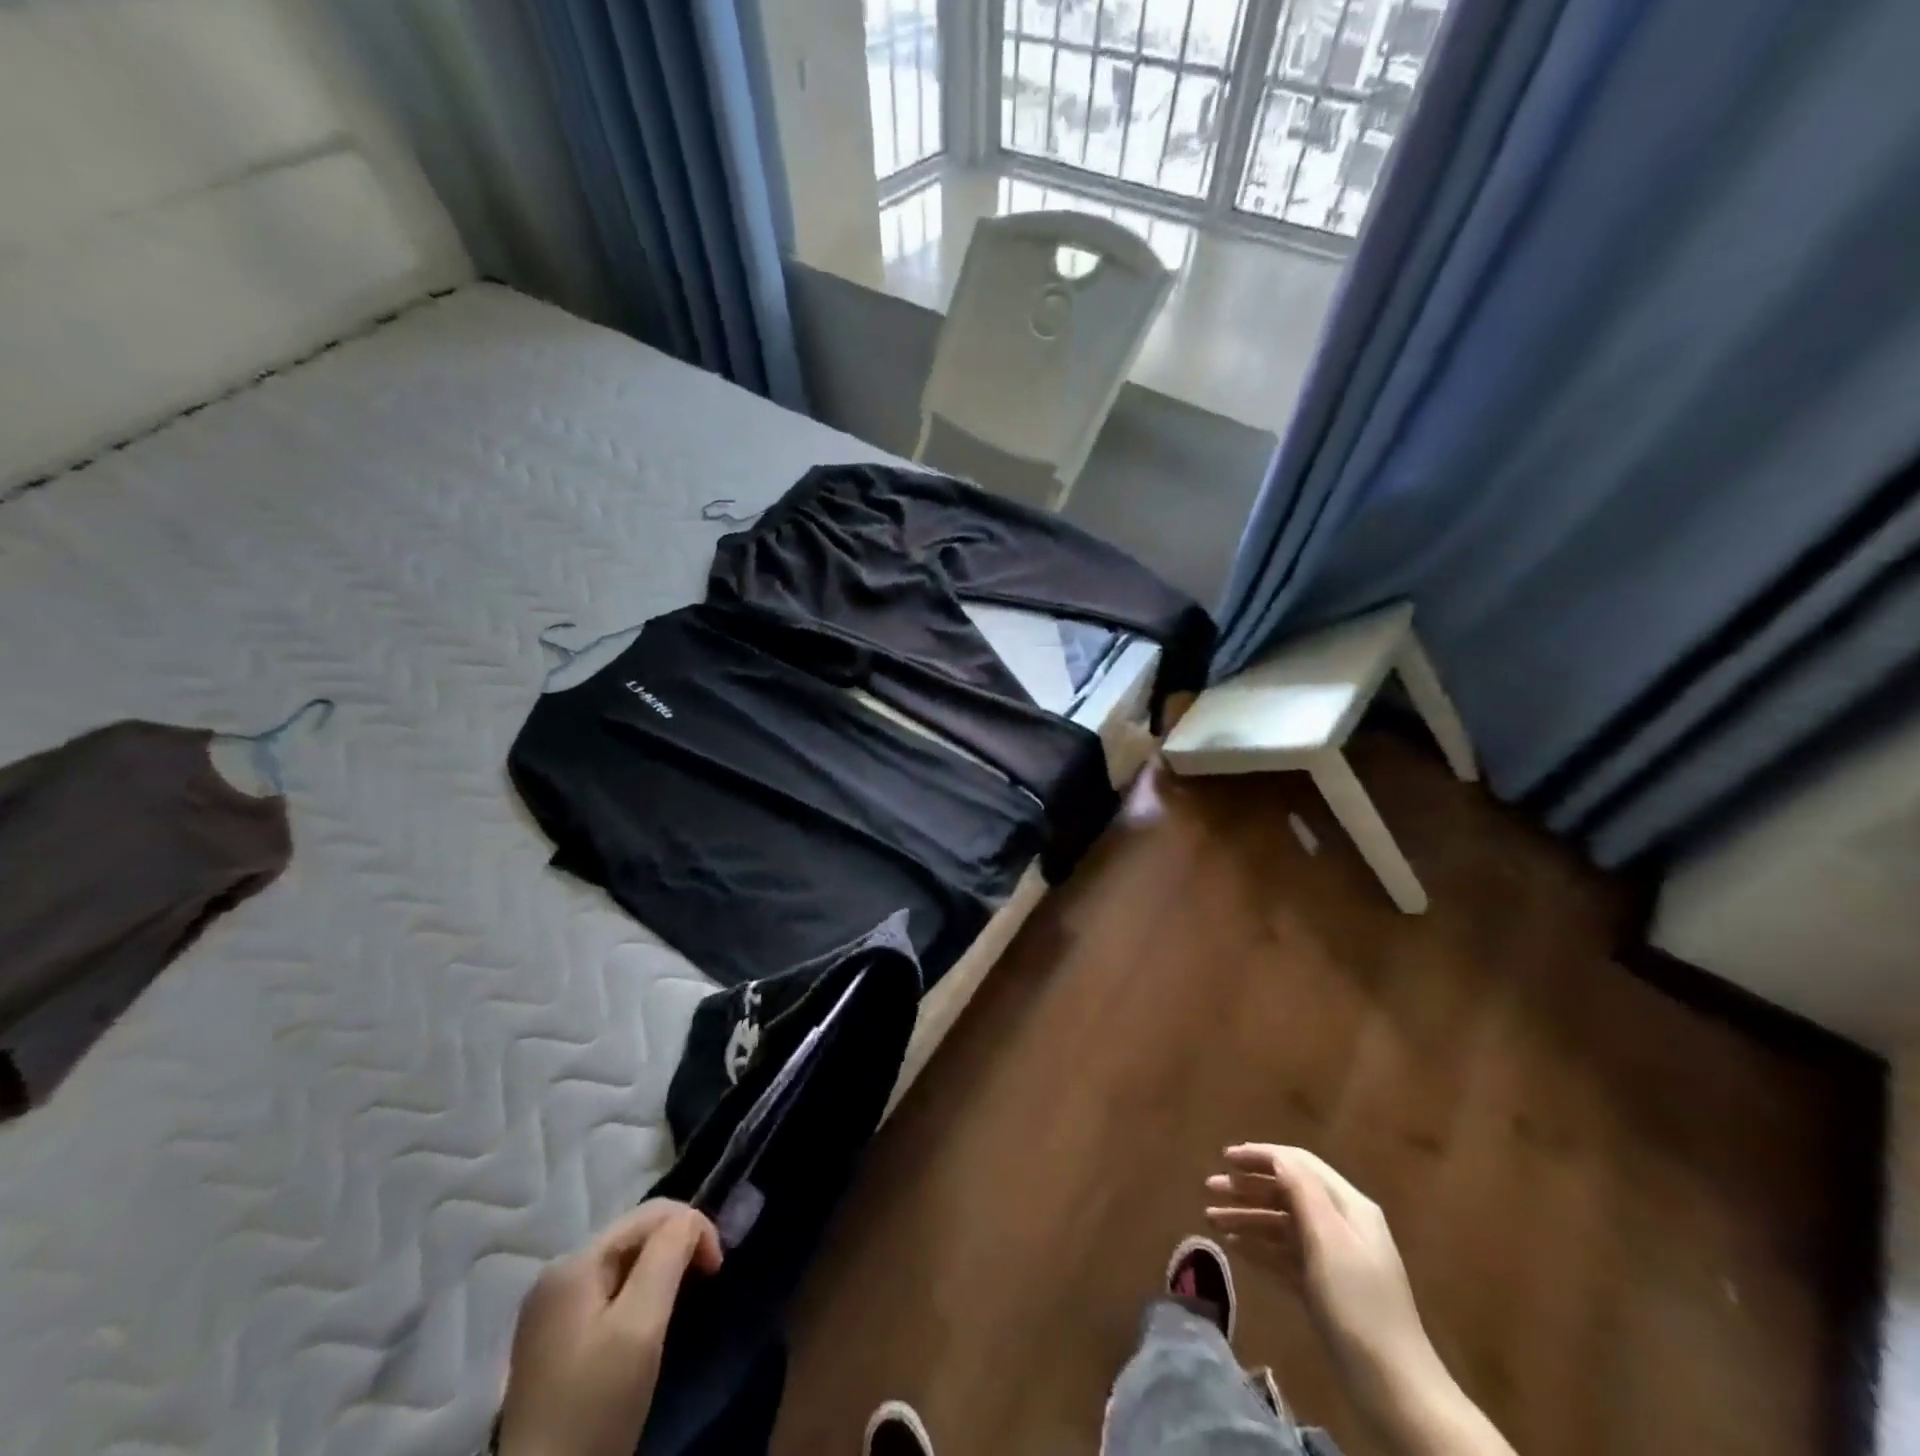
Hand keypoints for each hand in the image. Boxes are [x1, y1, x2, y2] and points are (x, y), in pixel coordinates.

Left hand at [497, 1200, 722, 1455]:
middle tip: (704, 1283)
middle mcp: (556, 1273)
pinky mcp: (550, 1341)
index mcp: (573, 1262)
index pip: (650, 1213)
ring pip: (622, 1264)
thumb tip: (691, 1219)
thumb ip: (667, 1257)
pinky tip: (644, 1327)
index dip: (693, 1228)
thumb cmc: (595, 1406)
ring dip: (658, 1273)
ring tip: (679, 1304)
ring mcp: (549, 1309)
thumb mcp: (640, 1326)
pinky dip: (636, 1296)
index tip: (717, 1269)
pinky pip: (606, 1293)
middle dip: (675, 1248)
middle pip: (634, 1235)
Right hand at [1205, 1144, 1432, 1397]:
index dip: (1261, 1156)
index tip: (1224, 1157)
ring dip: (1246, 1217)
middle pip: (1287, 1192)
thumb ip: (1303, 1191)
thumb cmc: (1358, 1305)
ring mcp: (1332, 1260)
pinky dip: (1258, 1247)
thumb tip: (1276, 1156)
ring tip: (1211, 1220)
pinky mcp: (1322, 1290)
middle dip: (1248, 1187)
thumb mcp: (1330, 1240)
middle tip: (1209, 1187)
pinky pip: (1283, 1256)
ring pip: (1281, 1224)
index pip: (1299, 1164)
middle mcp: (1340, 1225)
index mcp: (1348, 1206)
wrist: (1394, 1391)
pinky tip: (1233, 1248)